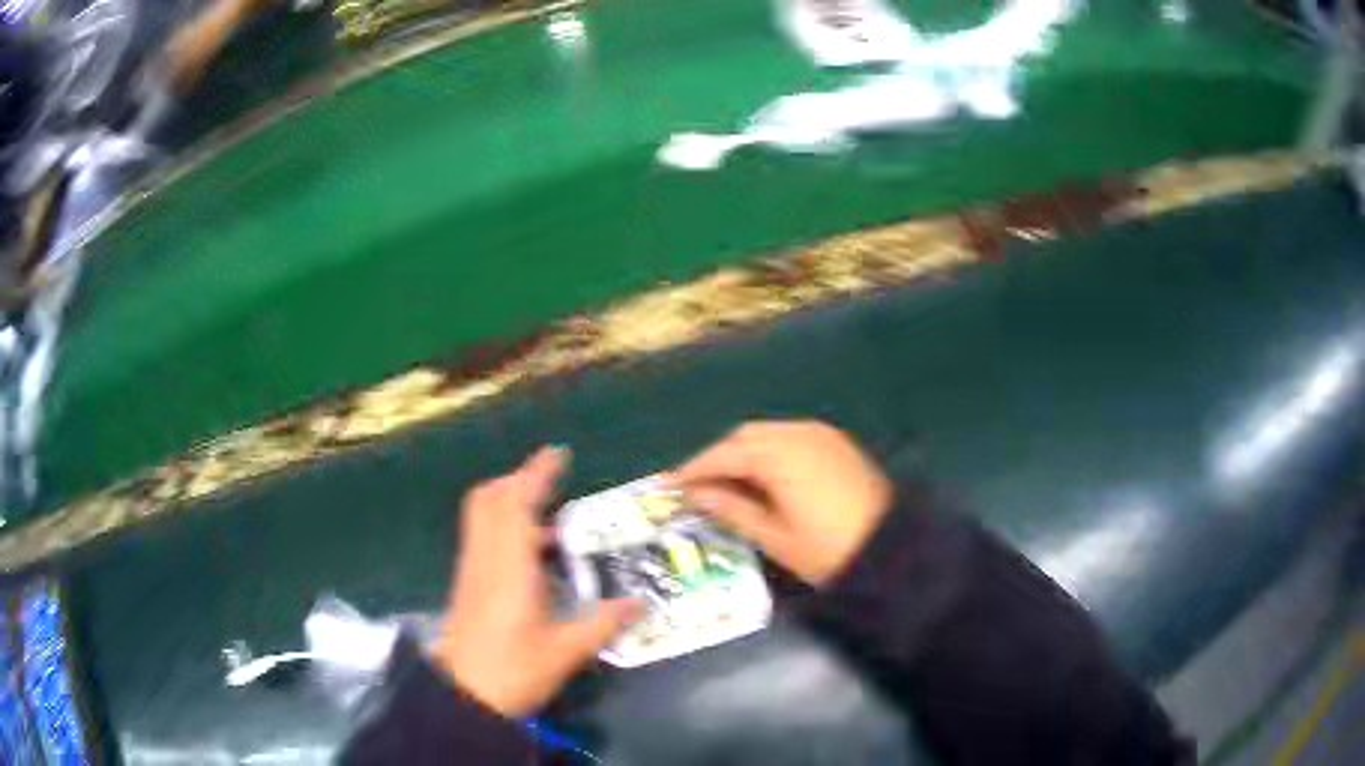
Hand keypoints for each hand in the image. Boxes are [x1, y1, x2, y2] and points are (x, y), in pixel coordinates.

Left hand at [433, 447, 641, 716]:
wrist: (463, 698)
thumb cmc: (513, 673)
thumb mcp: (565, 653)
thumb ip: (602, 625)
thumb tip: (641, 604)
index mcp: (510, 568)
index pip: (517, 504)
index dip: (536, 474)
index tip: (558, 454)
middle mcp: (485, 558)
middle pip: (490, 499)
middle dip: (519, 480)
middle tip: (552, 483)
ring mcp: (472, 570)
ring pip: (482, 515)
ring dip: (510, 501)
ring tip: (549, 517)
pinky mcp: (467, 583)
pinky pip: (482, 536)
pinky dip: (504, 525)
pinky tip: (533, 556)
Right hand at [671, 421, 892, 585]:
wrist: (891, 548)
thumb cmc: (827, 549)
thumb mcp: (774, 536)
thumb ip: (732, 509)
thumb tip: (697, 494)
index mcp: (779, 455)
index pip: (724, 456)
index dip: (694, 470)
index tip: (670, 485)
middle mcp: (797, 433)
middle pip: (744, 437)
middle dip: (718, 458)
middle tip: (698, 486)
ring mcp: (820, 434)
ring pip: (767, 434)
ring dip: (743, 452)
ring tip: (727, 483)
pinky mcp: (835, 442)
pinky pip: (790, 436)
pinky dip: (768, 451)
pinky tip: (763, 475)